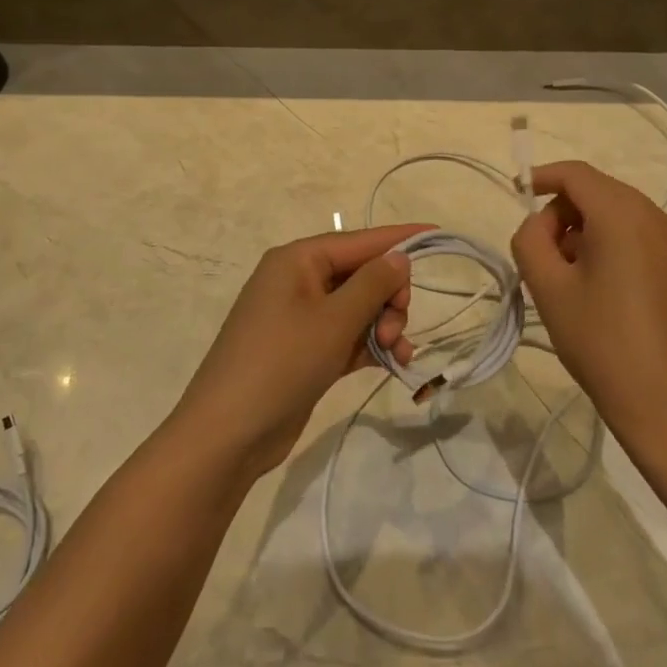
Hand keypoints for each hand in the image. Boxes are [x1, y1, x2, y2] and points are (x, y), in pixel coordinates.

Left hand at [170, 224, 427, 482]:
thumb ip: (372, 284)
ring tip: (397, 352)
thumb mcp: (333, 320)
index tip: (437, 233)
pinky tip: (394, 362)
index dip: (398, 238)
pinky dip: (370, 345)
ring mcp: (299, 318)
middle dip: (388, 297)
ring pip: (357, 308)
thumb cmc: (282, 362)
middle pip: (360, 274)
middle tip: (397, 326)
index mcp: (297, 260)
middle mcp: (298, 281)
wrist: (229, 433)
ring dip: (383, 325)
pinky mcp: (305, 351)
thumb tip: (399, 256)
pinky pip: (347, 335)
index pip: (358, 240)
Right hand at [511, 161, 666, 453]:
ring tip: (569, 276)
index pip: (577, 175)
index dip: (543, 177)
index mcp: (624, 216)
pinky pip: (642, 238)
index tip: (517, 192)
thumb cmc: (602, 342)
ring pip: (622, 215)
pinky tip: (602, 290)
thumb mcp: (548, 288)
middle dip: (564, 211)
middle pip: (601, 192)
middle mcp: (658, 219)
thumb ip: (530, 239)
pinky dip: (613, 245)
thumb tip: (542, 224)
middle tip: (541, 252)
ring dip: (588, 230)